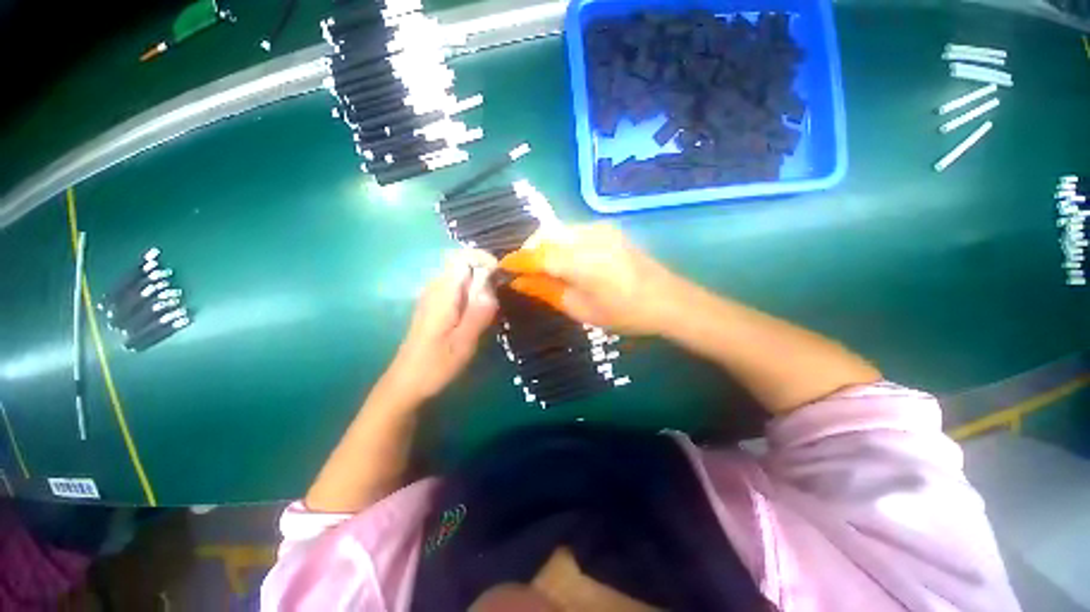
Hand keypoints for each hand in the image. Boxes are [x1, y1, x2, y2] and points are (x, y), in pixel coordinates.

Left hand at [383, 250, 498, 402]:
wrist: (406, 384)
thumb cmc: (436, 365)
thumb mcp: (463, 342)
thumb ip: (479, 311)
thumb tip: (492, 284)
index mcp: (443, 293)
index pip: (462, 257)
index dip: (484, 260)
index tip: (500, 276)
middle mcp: (435, 288)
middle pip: (463, 265)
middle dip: (485, 275)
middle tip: (497, 299)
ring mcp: (432, 297)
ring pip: (460, 277)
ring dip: (479, 286)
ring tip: (490, 309)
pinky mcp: (433, 307)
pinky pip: (455, 289)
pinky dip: (470, 295)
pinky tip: (475, 315)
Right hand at [501, 225, 678, 334]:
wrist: (668, 300)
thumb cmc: (624, 313)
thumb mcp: (581, 309)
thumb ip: (547, 291)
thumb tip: (519, 282)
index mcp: (581, 261)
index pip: (537, 255)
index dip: (517, 261)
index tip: (503, 268)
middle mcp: (588, 236)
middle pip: (545, 234)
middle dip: (530, 250)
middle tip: (525, 272)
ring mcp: (600, 228)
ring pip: (558, 230)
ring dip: (545, 246)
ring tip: (544, 268)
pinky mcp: (608, 228)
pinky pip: (573, 231)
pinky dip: (561, 243)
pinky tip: (565, 260)